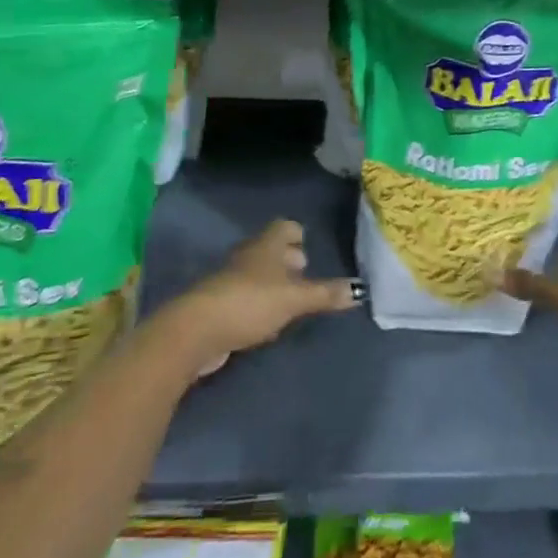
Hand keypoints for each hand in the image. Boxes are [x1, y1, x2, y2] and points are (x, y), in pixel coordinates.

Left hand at [166, 220, 357, 376]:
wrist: (197, 330)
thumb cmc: (250, 302)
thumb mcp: (294, 299)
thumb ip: (325, 294)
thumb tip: (360, 290)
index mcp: (267, 245)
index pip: (285, 226)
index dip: (298, 234)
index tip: (310, 247)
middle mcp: (249, 256)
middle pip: (272, 250)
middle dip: (289, 260)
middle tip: (307, 274)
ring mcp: (232, 280)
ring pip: (259, 274)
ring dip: (275, 284)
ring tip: (294, 301)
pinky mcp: (221, 306)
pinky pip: (248, 298)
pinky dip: (260, 305)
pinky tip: (270, 324)